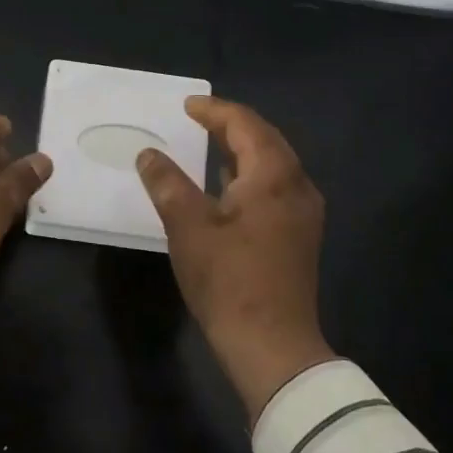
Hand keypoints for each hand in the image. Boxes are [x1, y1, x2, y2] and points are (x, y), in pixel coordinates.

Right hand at [136, 96, 334, 419]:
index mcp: (274, 176)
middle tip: (197, 119)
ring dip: (242, 150)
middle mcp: (298, 186)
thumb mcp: (188, 227)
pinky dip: (250, 176)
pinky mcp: (300, 236)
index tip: (186, 105)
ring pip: (273, 165)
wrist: (273, 346)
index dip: (214, 111)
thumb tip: (149, 154)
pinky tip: (227, 187)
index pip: (245, 125)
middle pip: (265, 140)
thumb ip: (167, 183)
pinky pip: (276, 188)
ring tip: (209, 145)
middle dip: (231, 125)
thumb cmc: (229, 281)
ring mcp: (304, 213)